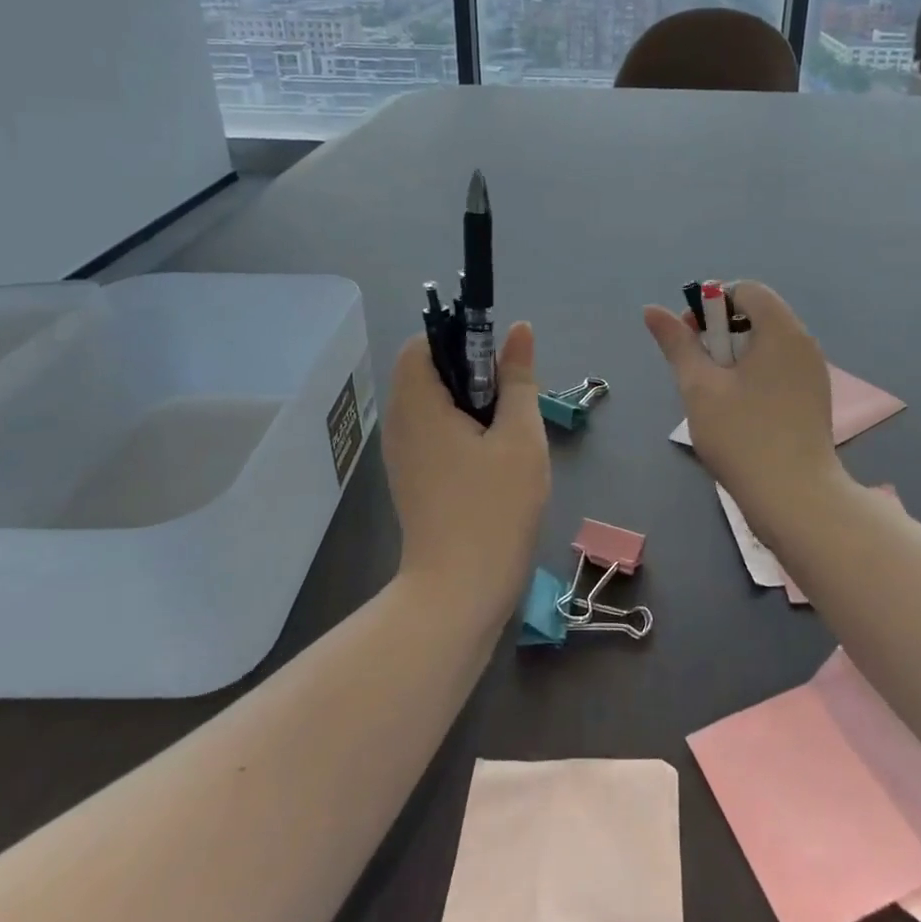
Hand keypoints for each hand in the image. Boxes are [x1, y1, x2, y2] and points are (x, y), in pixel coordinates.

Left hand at [382, 322, 549, 623]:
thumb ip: (518, 378)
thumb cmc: (494, 507)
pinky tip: (493, 458)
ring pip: (432, 404)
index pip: (423, 343)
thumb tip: (519, 330)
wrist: (459, 591)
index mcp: (418, 403)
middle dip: (472, 373)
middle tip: (511, 398)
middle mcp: (400, 423)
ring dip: (470, 404)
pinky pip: (432, 433)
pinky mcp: (412, 479)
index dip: (460, 338)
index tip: (499, 360)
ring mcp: (402, 454)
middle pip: (427, 372)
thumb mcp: (520, 436)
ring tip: (508, 429)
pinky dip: (461, 430)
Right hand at [643, 281, 842, 533]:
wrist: (796, 497)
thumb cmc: (742, 436)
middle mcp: (804, 344)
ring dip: (735, 356)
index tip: (692, 337)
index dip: (713, 303)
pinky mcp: (814, 400)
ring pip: (767, 345)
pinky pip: (779, 369)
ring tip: (714, 393)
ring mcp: (813, 373)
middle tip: (698, 369)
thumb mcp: (699, 387)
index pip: (747, 290)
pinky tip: (739, 411)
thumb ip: (677, 344)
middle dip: (721, 332)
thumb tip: (652, 310)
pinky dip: (754, 375)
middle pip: (758, 315)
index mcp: (782, 331)